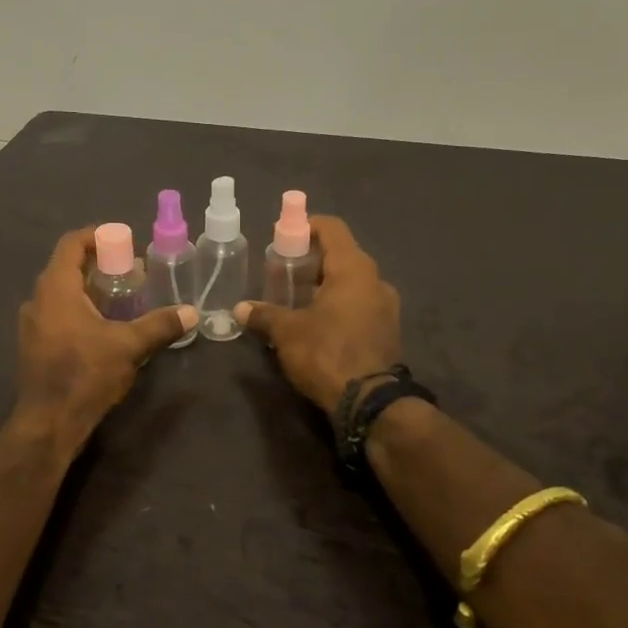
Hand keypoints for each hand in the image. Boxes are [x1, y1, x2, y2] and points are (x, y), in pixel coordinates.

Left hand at [12, 228, 196, 456]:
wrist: (48, 423)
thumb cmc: (85, 375)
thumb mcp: (128, 347)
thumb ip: (159, 325)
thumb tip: (191, 313)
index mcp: (56, 289)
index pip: (71, 244)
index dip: (97, 236)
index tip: (124, 241)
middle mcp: (38, 300)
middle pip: (67, 267)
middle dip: (100, 265)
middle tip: (131, 272)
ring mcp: (32, 325)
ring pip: (61, 293)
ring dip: (90, 289)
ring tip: (122, 299)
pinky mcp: (34, 346)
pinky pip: (57, 314)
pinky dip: (80, 309)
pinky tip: (104, 328)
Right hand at [235, 215, 401, 412]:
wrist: (369, 402)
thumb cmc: (326, 353)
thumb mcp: (287, 332)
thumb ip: (264, 315)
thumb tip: (240, 309)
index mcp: (353, 269)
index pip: (332, 229)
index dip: (306, 226)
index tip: (284, 236)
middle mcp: (375, 280)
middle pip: (341, 255)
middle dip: (310, 261)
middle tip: (282, 273)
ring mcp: (386, 306)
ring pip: (351, 282)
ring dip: (323, 285)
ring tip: (295, 300)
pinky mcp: (387, 330)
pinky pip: (359, 304)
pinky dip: (337, 304)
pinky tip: (316, 323)